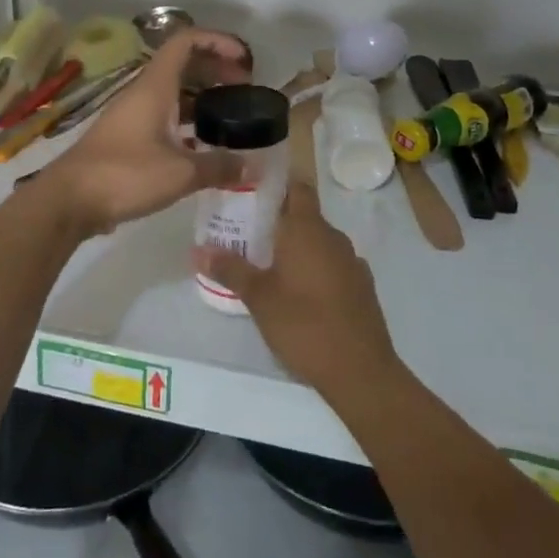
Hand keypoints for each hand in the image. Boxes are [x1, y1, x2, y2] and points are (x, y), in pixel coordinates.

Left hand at [47, 28, 250, 234]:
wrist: (69, 200)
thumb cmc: (125, 174)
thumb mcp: (180, 172)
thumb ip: (219, 166)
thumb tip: (253, 166)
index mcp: (155, 86)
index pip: (186, 42)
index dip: (218, 41)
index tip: (244, 60)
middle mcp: (144, 93)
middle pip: (183, 65)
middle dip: (216, 71)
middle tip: (244, 92)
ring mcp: (133, 115)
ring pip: (174, 94)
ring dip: (203, 99)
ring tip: (231, 119)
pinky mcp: (127, 138)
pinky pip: (164, 118)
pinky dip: (187, 124)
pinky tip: (204, 148)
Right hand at [196, 182, 398, 395]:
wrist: (361, 371)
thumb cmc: (304, 325)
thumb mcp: (259, 298)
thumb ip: (230, 269)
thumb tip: (197, 249)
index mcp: (308, 229)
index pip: (297, 187)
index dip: (276, 186)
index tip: (251, 194)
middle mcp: (333, 237)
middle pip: (305, 215)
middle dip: (278, 222)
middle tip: (247, 235)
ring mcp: (352, 261)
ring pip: (319, 242)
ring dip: (297, 248)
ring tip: (268, 265)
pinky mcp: (362, 286)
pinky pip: (333, 265)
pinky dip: (315, 269)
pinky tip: (299, 293)